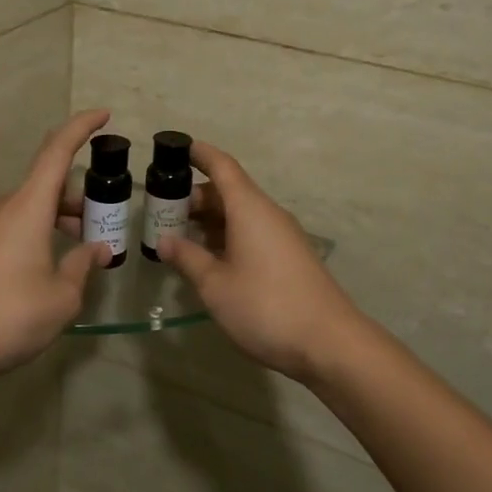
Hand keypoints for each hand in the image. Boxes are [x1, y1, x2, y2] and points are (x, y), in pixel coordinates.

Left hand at [0, 109, 112, 385]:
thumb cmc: (10, 315)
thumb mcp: (62, 297)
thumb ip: (82, 267)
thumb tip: (95, 250)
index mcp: (27, 207)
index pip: (56, 152)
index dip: (81, 128)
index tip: (103, 115)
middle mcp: (3, 209)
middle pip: (46, 184)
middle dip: (79, 195)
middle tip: (103, 221)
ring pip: (30, 208)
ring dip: (59, 218)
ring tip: (82, 249)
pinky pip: (14, 228)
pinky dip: (39, 234)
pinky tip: (50, 267)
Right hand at [159, 143, 365, 382]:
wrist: (329, 343)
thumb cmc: (265, 307)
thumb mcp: (215, 285)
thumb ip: (187, 258)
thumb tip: (164, 240)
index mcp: (250, 209)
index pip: (222, 167)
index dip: (200, 154)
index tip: (177, 148)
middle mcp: (268, 215)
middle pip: (229, 192)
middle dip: (195, 197)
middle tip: (162, 211)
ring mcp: (282, 237)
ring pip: (241, 215)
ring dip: (210, 221)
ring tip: (178, 236)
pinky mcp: (289, 258)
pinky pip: (252, 233)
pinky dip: (227, 237)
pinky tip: (209, 259)